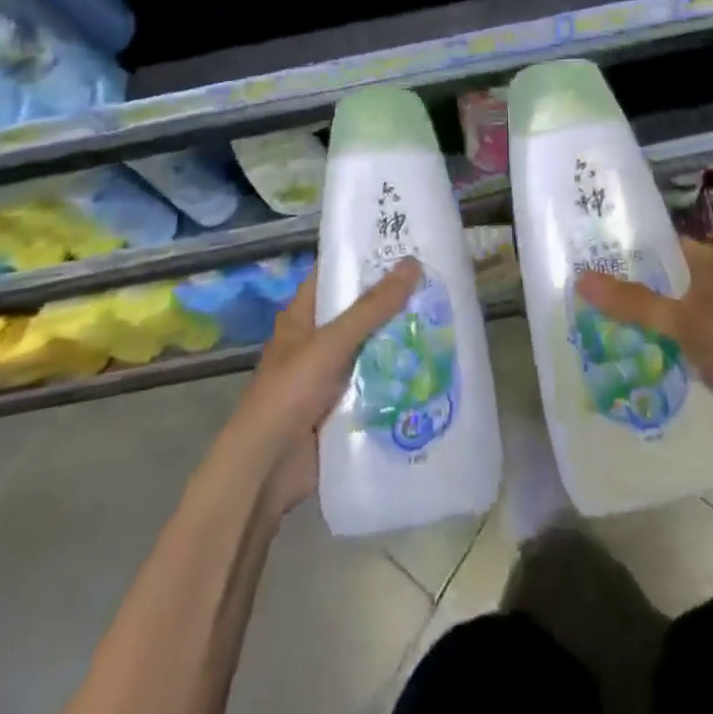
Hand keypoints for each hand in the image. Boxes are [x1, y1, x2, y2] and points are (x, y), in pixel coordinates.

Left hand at [227, 259, 422, 521]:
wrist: (266, 470)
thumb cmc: (289, 393)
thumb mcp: (332, 343)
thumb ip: (372, 307)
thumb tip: (412, 263)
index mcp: (303, 316)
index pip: (335, 274)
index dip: (365, 257)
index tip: (403, 243)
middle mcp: (317, 341)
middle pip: (360, 312)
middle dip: (394, 300)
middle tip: (437, 280)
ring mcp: (331, 376)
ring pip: (372, 348)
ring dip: (401, 340)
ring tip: (445, 317)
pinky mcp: (344, 407)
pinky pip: (377, 384)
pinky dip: (399, 377)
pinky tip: (434, 366)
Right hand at [576, 240, 712, 458]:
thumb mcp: (681, 318)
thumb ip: (632, 301)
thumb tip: (579, 278)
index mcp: (710, 264)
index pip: (661, 244)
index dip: (627, 246)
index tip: (586, 251)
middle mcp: (710, 287)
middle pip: (659, 281)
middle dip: (625, 287)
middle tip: (576, 289)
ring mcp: (712, 324)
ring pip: (664, 316)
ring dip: (636, 322)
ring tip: (586, 321)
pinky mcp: (712, 360)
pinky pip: (672, 348)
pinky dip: (650, 350)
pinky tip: (616, 355)